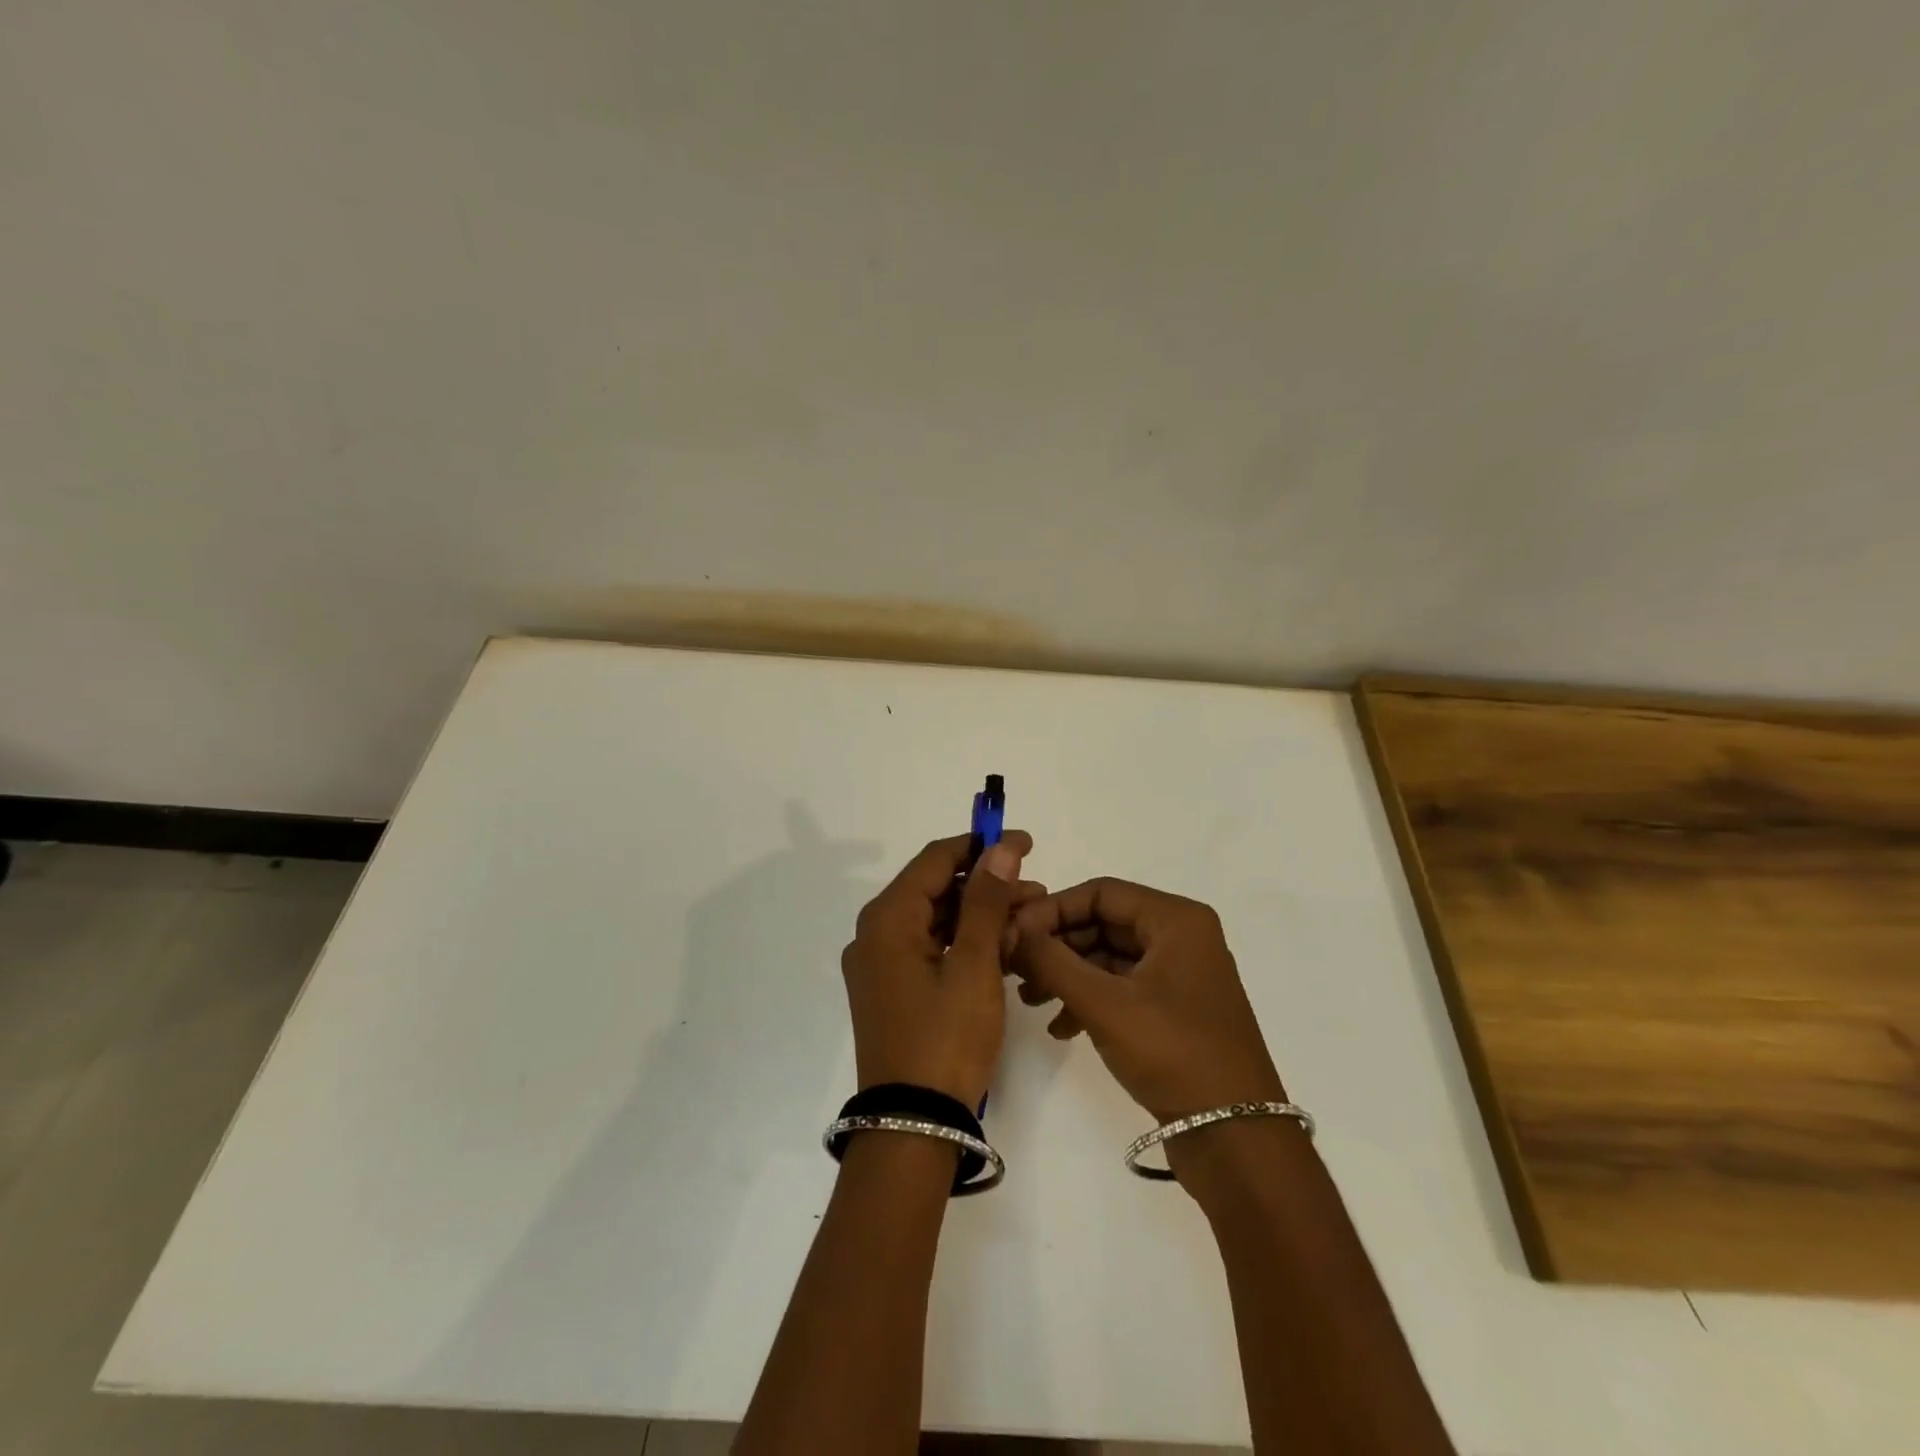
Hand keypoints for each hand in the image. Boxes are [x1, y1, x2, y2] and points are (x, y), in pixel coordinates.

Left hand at [840, 831, 1038, 1107]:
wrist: (914, 1127)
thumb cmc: (946, 1038)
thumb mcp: (974, 965)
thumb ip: (987, 901)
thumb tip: (1001, 848)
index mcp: (887, 919)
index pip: (935, 859)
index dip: (980, 845)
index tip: (1024, 843)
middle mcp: (874, 934)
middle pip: (934, 889)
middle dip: (986, 886)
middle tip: (1035, 890)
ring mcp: (880, 965)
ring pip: (935, 920)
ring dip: (979, 916)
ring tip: (1029, 919)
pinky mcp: (891, 990)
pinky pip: (929, 949)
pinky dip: (963, 943)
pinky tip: (1003, 949)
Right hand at [1012, 878, 1284, 1121]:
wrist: (1237, 1139)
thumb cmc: (1173, 1053)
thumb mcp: (1104, 1003)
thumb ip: (1051, 960)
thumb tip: (1009, 930)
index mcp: (1176, 920)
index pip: (1101, 892)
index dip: (1052, 909)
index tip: (1013, 934)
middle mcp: (1181, 937)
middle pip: (1103, 922)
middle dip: (1057, 945)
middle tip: (1015, 969)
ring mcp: (1180, 975)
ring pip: (1109, 957)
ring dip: (1067, 974)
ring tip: (1029, 1001)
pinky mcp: (1175, 1010)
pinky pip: (1122, 987)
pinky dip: (1089, 1000)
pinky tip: (1059, 1028)